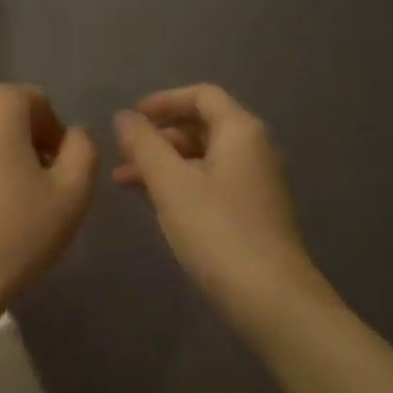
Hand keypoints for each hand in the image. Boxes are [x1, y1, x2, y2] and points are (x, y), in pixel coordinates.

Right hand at [114, 85, 328, 326]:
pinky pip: (211, 182)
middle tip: (122, 153)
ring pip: (203, 158)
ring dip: (164, 163)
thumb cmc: (217, 232)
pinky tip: (155, 204)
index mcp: (240, 131)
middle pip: (203, 125)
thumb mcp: (171, 185)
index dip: (164, 101)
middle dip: (159, 136)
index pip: (202, 96)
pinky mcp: (252, 212)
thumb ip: (144, 145)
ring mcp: (256, 183)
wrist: (270, 297)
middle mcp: (254, 149)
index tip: (131, 117)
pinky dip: (180, 184)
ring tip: (123, 182)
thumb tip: (124, 117)